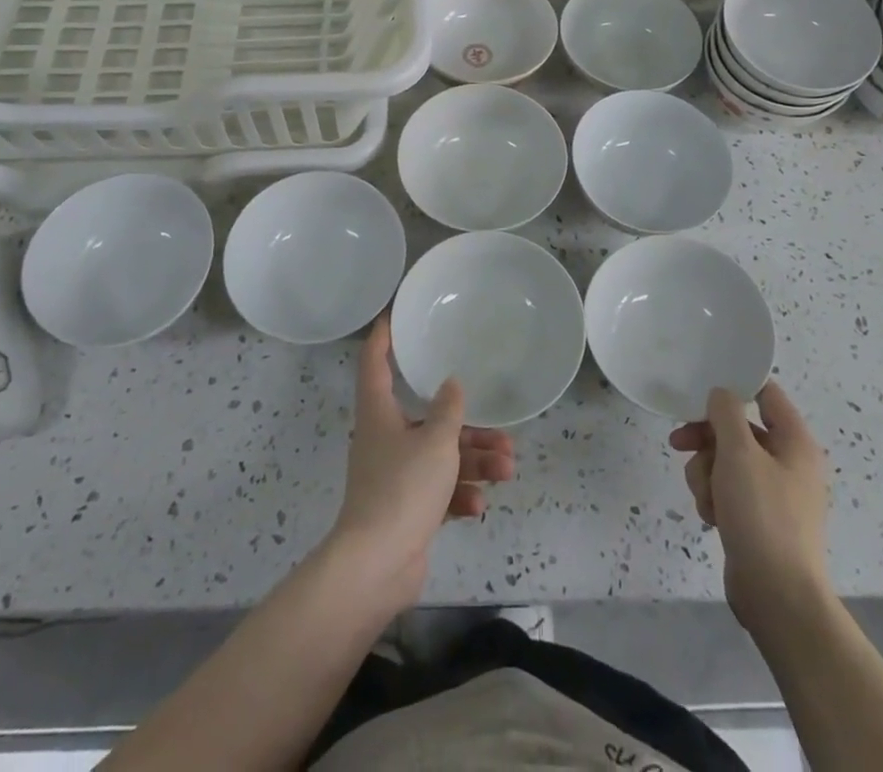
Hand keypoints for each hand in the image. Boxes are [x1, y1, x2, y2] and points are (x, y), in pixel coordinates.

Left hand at [324, 316, 514, 610]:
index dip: (383, 337)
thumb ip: (448, 410)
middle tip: (501, 430)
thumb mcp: (436, 442)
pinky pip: (438, 491)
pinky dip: (459, 494)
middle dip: (467, 425)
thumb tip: (452, 384)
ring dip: (474, 462)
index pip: (375, 362)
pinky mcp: (406, 509)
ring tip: (507, 468)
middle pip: (427, 418)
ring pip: (440, 457)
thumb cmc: (402, 489)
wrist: (376, 566)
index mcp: (379, 412)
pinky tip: (479, 505)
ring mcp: (395, 476)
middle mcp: (385, 438)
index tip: (394, 315)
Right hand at [670, 382, 830, 628]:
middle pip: (737, 429)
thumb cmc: (762, 516)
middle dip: (706, 440)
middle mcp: (788, 463)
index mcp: (795, 442)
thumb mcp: (739, 454)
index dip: (735, 387)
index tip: (701, 388)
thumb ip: (726, 413)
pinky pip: (728, 491)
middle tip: (679, 444)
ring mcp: (773, 493)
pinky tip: (712, 517)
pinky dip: (714, 498)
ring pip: (726, 461)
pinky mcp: (758, 519)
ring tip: (706, 498)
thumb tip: (721, 394)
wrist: (778, 598)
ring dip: (706, 473)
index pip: (766, 394)